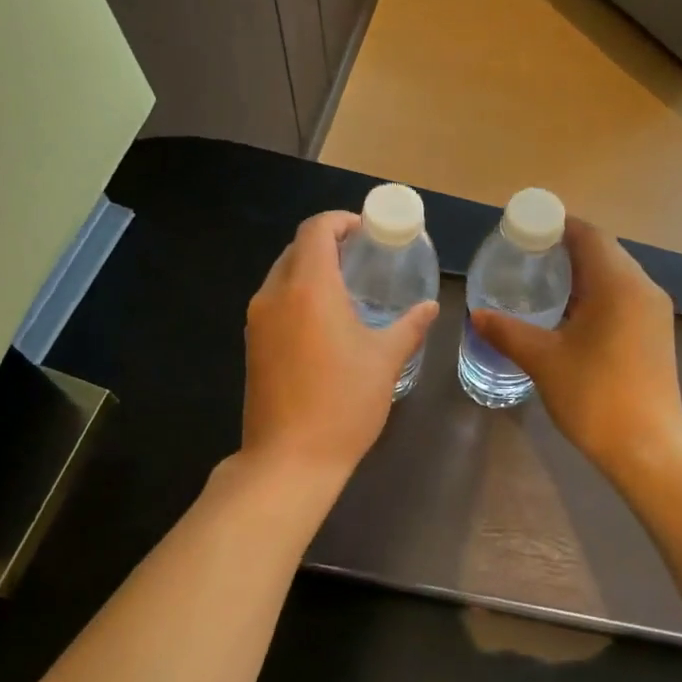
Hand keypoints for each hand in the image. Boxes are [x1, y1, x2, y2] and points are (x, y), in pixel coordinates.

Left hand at [242, 211, 438, 480]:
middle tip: (363, 259)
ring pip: (282, 275)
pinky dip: (298, 296)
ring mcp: (257, 321)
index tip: (367, 232)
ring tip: (347, 290)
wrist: (289, 459)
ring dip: (312, 271)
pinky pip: (275, 302)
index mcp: (308, 287)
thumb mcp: (385, 361)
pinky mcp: (252, 345)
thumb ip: (409, 326)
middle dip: (328, 245)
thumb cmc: (343, 403)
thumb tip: (429, 307)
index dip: (341, 221)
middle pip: (297, 249)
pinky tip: (325, 323)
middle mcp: (274, 294)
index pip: (316, 229)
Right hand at [471, 218, 681, 479]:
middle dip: (565, 249)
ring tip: (542, 284)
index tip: (523, 232)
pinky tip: (570, 316)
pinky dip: (596, 295)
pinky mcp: (655, 333)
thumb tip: (477, 315)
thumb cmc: (595, 396)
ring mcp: (654, 312)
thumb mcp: (543, 360)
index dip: (556, 226)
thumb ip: (507, 332)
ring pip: (615, 275)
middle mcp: (643, 288)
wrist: (648, 448)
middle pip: (603, 251)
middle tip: (525, 258)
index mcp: (618, 283)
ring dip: (582, 274)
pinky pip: (623, 297)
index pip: (588, 234)